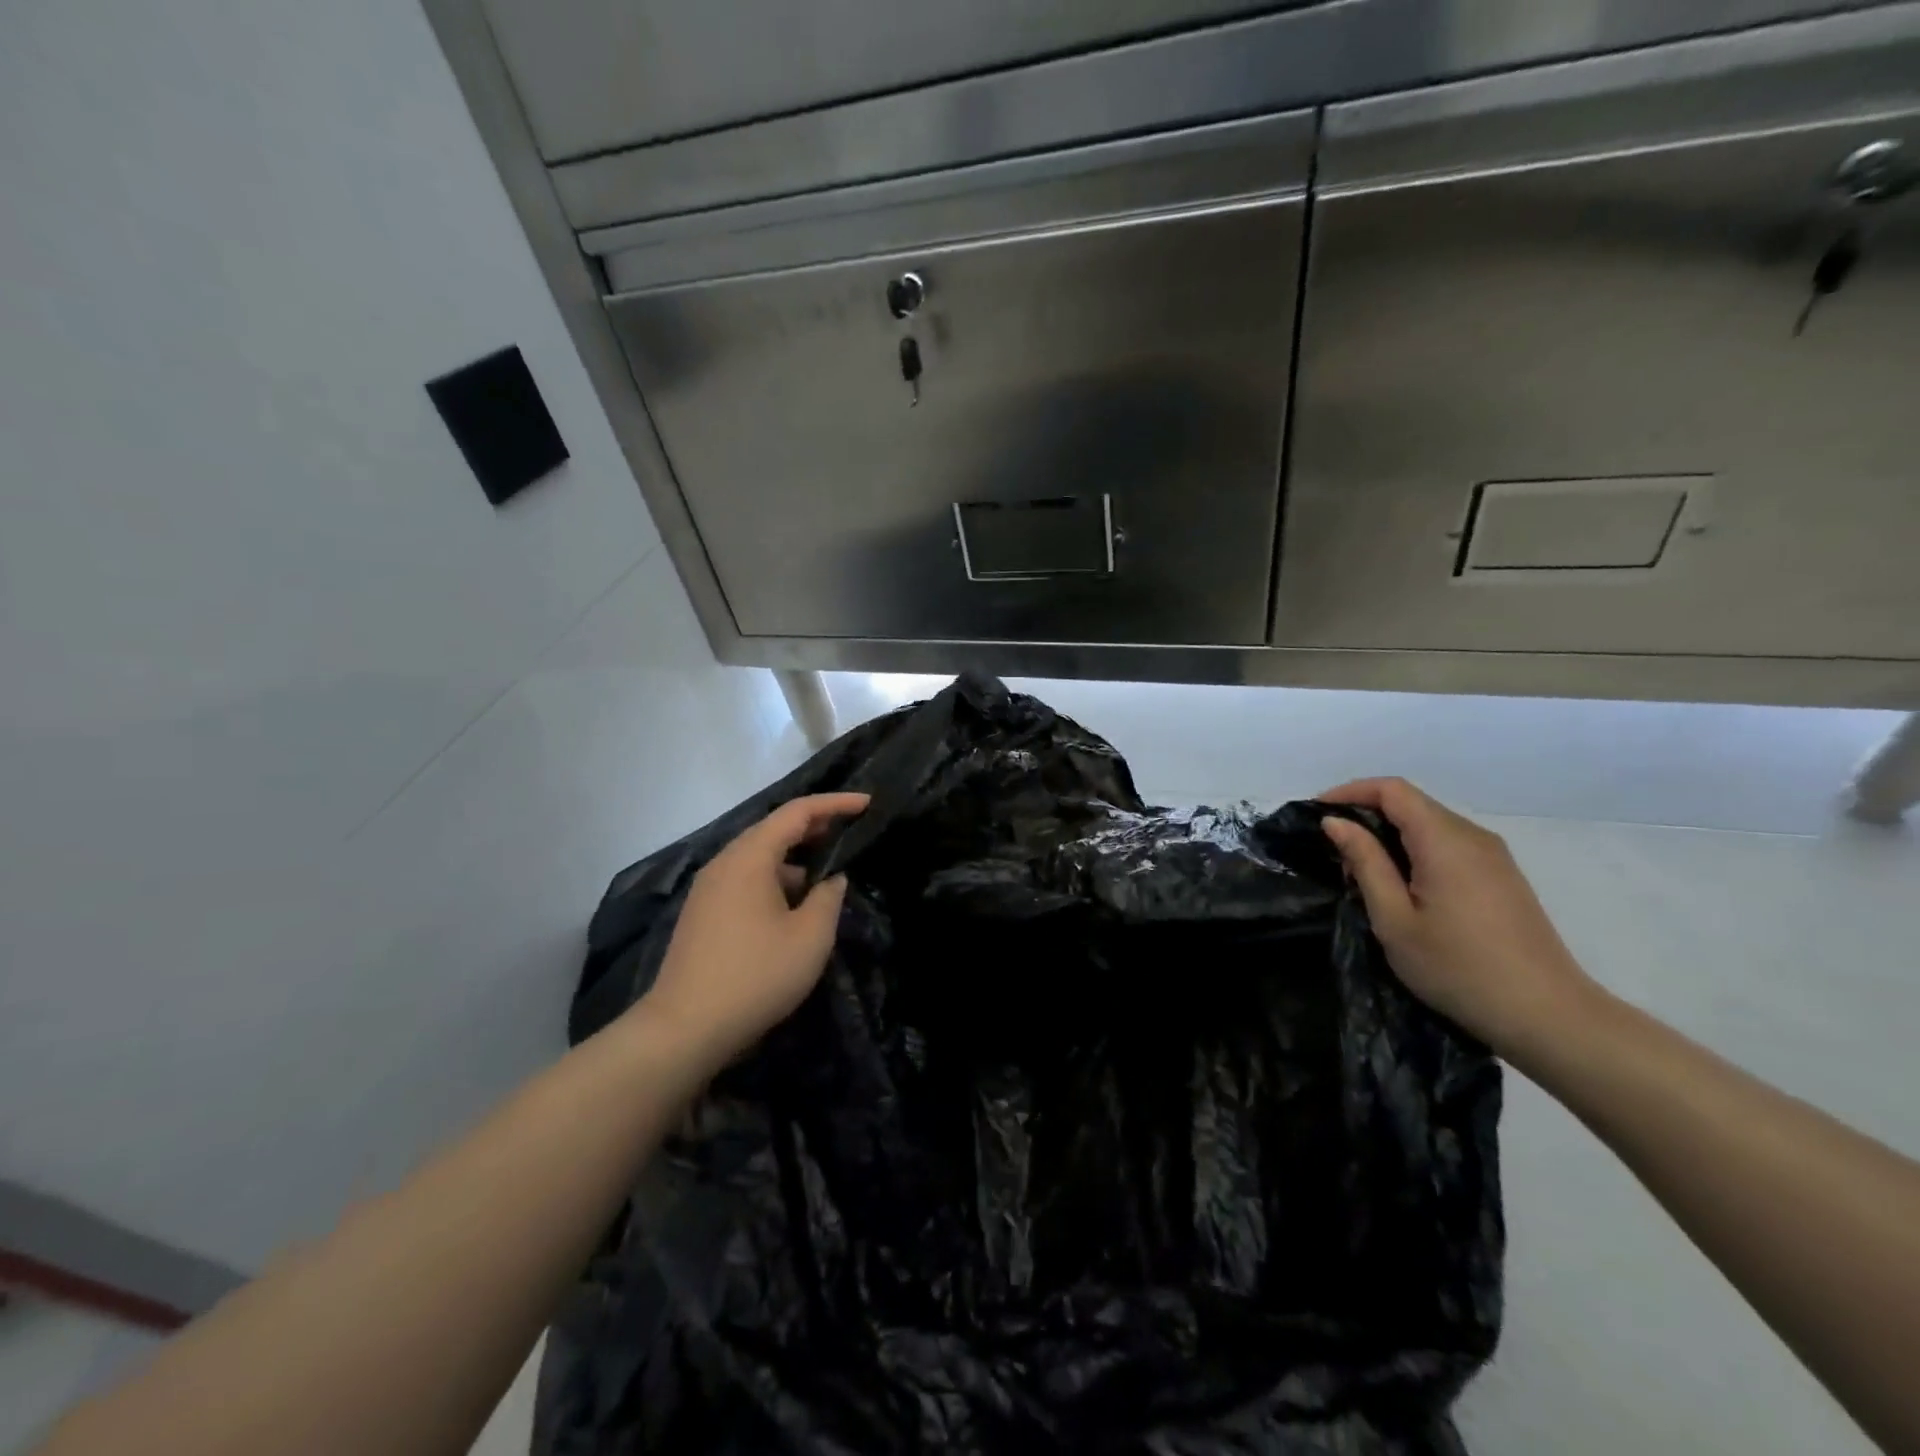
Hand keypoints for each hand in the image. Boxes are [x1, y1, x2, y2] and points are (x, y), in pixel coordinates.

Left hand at [636, 793, 869, 1070]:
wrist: (684, 1028)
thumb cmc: (755, 976)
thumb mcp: (810, 937)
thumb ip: (829, 898)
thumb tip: (832, 879)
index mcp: (749, 858)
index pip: (797, 812)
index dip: (835, 803)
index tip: (867, 803)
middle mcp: (725, 863)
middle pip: (774, 829)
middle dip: (815, 827)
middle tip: (852, 830)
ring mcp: (709, 889)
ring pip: (759, 857)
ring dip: (795, 858)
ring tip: (828, 873)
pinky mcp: (703, 913)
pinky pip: (746, 880)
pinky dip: (775, 879)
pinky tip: (794, 906)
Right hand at [1318, 778, 1601, 1059]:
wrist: (1547, 1016)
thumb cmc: (1458, 968)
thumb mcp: (1394, 919)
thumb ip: (1365, 862)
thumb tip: (1336, 822)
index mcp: (1444, 840)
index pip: (1392, 790)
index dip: (1350, 792)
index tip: (1317, 814)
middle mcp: (1472, 836)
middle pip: (1411, 803)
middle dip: (1366, 815)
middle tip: (1335, 855)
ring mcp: (1493, 856)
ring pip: (1430, 824)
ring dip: (1390, 836)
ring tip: (1363, 874)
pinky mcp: (1502, 876)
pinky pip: (1448, 844)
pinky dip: (1415, 850)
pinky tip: (1403, 887)